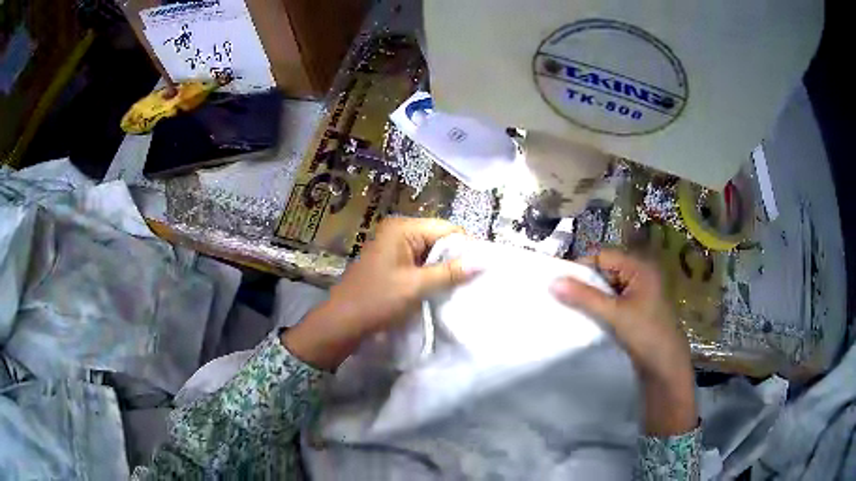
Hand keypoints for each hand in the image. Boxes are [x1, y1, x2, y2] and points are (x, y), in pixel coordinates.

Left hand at [283, 218, 475, 370]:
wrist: (342, 323)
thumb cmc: (377, 300)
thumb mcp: (416, 286)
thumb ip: (450, 272)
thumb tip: (483, 261)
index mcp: (402, 228)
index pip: (446, 229)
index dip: (466, 247)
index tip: (483, 268)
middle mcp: (399, 232)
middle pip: (439, 240)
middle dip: (456, 259)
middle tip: (475, 279)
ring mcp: (394, 248)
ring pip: (431, 254)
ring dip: (445, 269)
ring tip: (463, 286)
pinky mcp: (393, 264)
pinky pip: (420, 264)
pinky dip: (432, 275)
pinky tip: (443, 288)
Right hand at [550, 250, 696, 435]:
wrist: (666, 368)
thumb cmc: (646, 334)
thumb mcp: (614, 314)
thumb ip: (584, 297)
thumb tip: (552, 281)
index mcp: (639, 268)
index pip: (603, 257)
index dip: (581, 267)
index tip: (559, 283)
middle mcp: (639, 276)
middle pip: (604, 271)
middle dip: (584, 284)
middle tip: (561, 297)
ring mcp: (638, 294)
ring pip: (606, 289)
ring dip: (590, 298)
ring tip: (570, 308)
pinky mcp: (635, 311)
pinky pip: (612, 303)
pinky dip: (598, 309)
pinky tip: (586, 319)